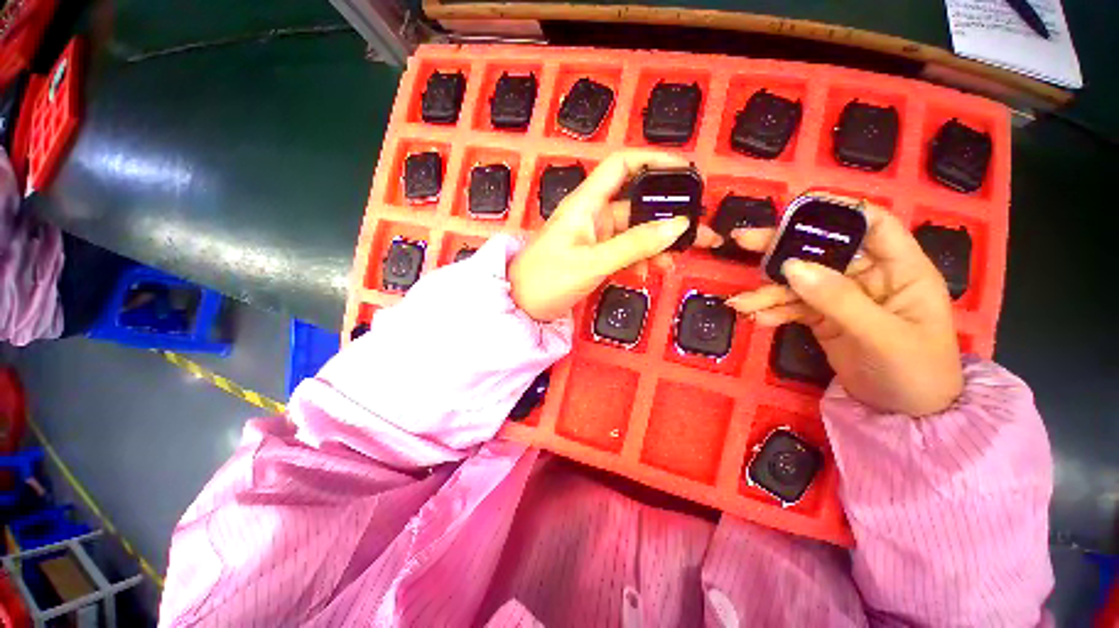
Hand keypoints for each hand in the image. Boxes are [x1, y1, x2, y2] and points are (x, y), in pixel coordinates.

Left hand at [511, 150, 718, 321]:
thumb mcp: (592, 262)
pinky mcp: (596, 255)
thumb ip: (634, 245)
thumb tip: (678, 226)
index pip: (623, 165)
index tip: (687, 171)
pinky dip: (640, 260)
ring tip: (673, 262)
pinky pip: (625, 251)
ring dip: (656, 245)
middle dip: (667, 216)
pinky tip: (647, 274)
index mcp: (587, 203)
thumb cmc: (548, 279)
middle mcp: (594, 214)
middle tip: (697, 231)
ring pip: (635, 231)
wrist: (521, 305)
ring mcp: (596, 236)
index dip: (655, 160)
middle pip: (637, 203)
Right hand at [726, 196, 962, 415]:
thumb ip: (838, 300)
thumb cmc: (916, 372)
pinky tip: (758, 319)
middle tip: (742, 241)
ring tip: (741, 304)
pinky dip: (772, 311)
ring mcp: (841, 296)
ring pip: (798, 282)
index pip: (871, 224)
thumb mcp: (882, 336)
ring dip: (768, 291)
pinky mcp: (821, 317)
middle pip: (821, 249)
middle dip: (781, 247)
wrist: (905, 414)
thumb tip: (792, 266)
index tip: (793, 211)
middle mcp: (868, 275)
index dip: (836, 211)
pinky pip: (791, 306)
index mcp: (899, 268)